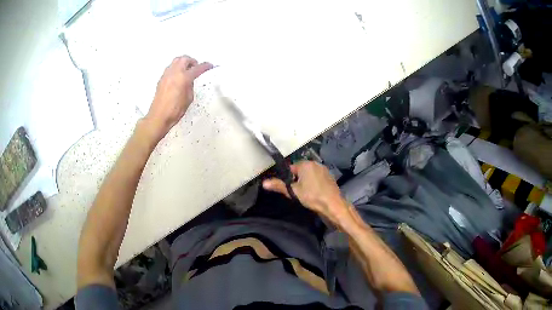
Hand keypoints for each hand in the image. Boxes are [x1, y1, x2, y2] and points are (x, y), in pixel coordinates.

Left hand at [144, 55, 212, 140]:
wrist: (159, 116)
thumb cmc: (174, 110)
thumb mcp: (189, 98)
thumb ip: (190, 86)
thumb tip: (190, 80)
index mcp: (184, 78)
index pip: (197, 68)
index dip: (205, 66)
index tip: (209, 66)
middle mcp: (174, 73)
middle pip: (185, 59)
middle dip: (192, 61)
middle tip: (196, 67)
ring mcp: (166, 75)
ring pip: (176, 61)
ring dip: (183, 62)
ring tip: (186, 70)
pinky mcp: (161, 79)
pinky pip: (170, 67)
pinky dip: (176, 68)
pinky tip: (177, 76)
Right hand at [263, 161, 350, 225]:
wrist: (332, 204)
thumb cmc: (312, 196)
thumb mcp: (293, 192)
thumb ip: (279, 186)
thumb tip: (264, 183)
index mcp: (305, 164)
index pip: (290, 168)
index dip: (288, 179)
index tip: (290, 188)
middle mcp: (315, 163)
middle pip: (300, 171)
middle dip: (297, 180)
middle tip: (298, 193)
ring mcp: (324, 170)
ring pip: (309, 175)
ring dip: (306, 182)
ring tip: (306, 194)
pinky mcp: (330, 177)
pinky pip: (317, 178)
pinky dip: (315, 184)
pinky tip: (315, 194)